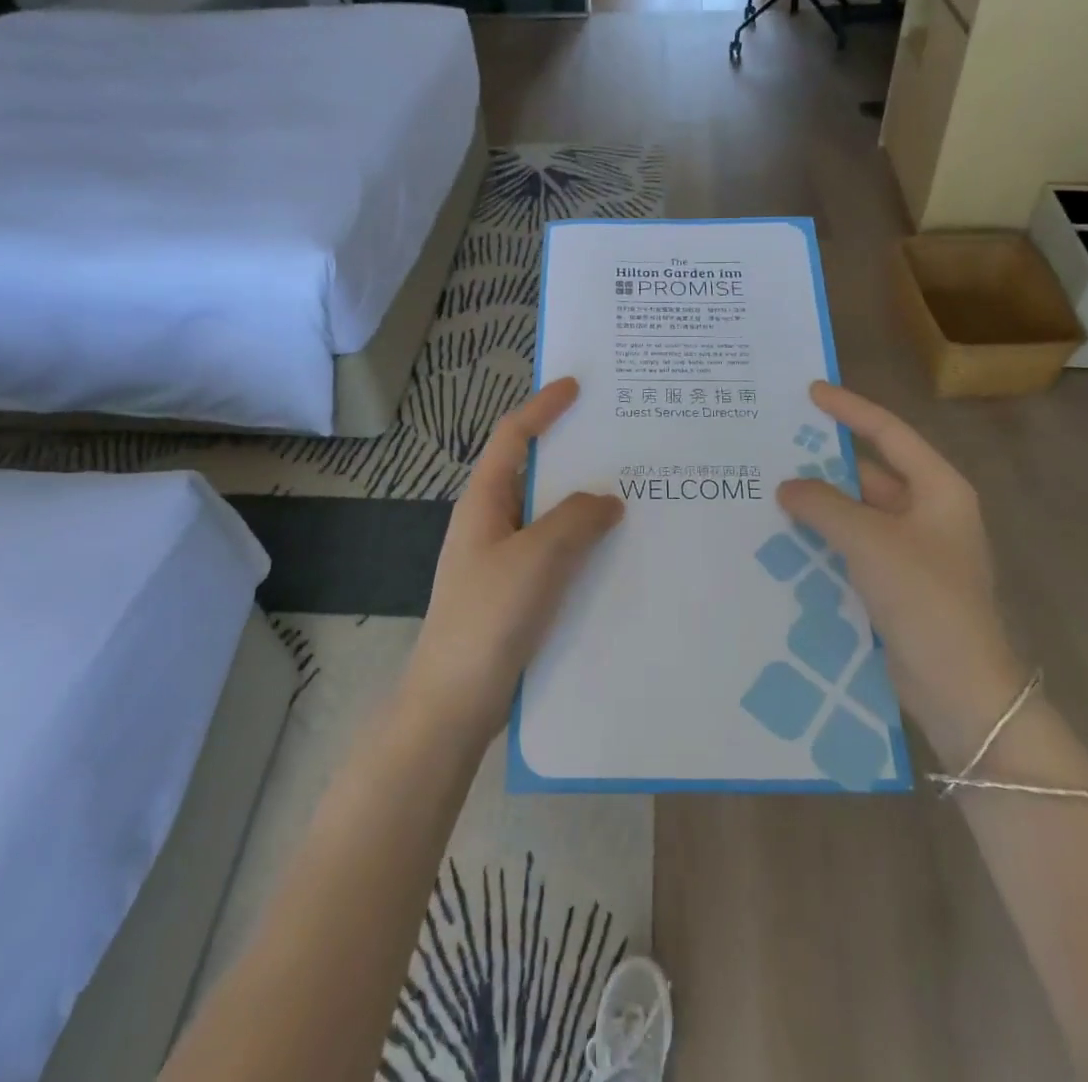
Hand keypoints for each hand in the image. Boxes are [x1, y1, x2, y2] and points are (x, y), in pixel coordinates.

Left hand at [405, 378, 623, 737]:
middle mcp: (491, 522)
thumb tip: (608, 500)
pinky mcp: (516, 592)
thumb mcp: (537, 557)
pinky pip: (556, 553)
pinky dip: (583, 543)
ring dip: (584, 503)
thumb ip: (576, 519)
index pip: (512, 437)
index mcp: (484, 501)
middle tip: (622, 442)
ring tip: (633, 493)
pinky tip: (617, 553)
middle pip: (534, 472)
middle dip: (573, 454)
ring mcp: (502, 559)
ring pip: (549, 516)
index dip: (542, 407)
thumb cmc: (488, 617)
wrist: (454, 702)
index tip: (576, 386)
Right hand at [776, 382, 1022, 757]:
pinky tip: (783, 538)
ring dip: (818, 504)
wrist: (959, 689)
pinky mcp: (894, 584)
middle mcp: (927, 513)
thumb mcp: (870, 540)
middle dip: (823, 462)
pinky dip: (822, 539)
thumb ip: (824, 505)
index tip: (810, 392)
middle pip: (869, 473)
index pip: (889, 433)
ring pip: (856, 513)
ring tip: (767, 489)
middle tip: (773, 446)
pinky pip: (851, 547)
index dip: (850, 409)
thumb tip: (787, 486)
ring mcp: (911, 551)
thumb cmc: (925, 598)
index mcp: (938, 489)